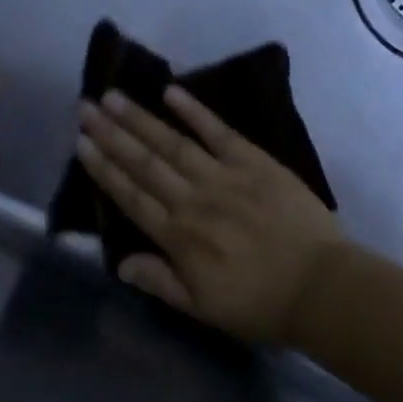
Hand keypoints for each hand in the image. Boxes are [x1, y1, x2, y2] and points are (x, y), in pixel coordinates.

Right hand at [76, 86, 343, 343]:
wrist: (321, 286)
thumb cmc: (260, 303)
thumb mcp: (203, 308)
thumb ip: (160, 282)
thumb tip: (120, 262)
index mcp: (179, 238)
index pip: (131, 196)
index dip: (104, 169)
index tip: (81, 143)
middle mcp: (193, 201)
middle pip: (145, 163)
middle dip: (112, 134)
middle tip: (85, 107)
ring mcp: (224, 177)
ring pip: (173, 143)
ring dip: (141, 119)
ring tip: (113, 96)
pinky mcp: (255, 162)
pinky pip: (219, 132)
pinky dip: (195, 112)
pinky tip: (172, 92)